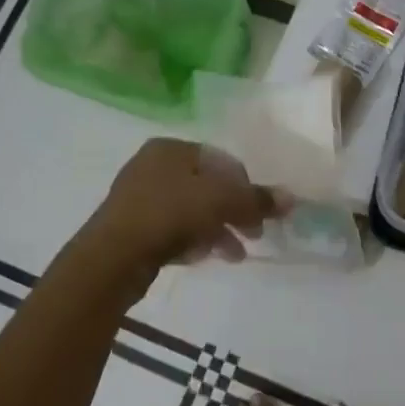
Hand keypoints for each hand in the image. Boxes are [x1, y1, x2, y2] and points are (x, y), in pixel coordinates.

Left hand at [83, 138, 283, 272]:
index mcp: (171, 148)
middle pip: (207, 187)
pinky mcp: (131, 228)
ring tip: (235, 255)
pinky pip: (173, 229)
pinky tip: (205, 257)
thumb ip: (257, 200)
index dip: (247, 187)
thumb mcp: (222, 202)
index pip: (222, 161)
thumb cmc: (170, 214)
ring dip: (218, 230)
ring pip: (191, 210)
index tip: (260, 215)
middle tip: (253, 235)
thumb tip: (291, 199)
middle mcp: (152, 165)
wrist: (113, 257)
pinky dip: (193, 240)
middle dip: (234, 212)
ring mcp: (138, 197)